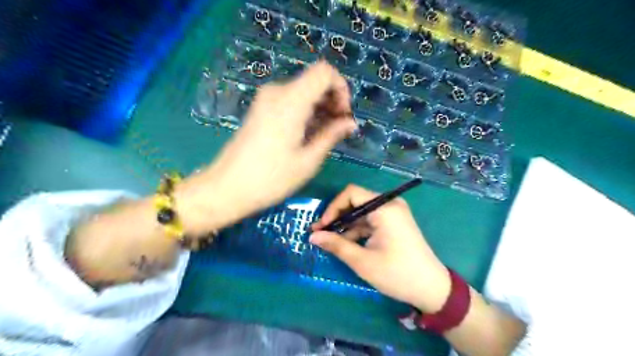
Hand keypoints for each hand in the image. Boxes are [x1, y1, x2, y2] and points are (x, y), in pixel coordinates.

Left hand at [175, 61, 355, 233]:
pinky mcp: (261, 109)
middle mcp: (277, 92)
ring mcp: (266, 99)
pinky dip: (306, 111)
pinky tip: (309, 134)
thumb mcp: (308, 160)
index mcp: (291, 101)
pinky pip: (291, 100)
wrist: (227, 188)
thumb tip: (350, 123)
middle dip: (332, 100)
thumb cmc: (271, 179)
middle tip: (339, 129)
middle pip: (315, 81)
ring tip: (326, 135)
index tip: (344, 114)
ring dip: (320, 108)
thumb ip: (331, 135)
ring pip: (304, 91)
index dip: (341, 88)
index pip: (324, 72)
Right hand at [312, 185, 450, 312]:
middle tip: (320, 234)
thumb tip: (313, 236)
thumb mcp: (362, 261)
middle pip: (356, 201)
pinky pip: (370, 221)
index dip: (333, 207)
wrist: (431, 289)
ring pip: (361, 212)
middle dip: (337, 217)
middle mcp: (389, 205)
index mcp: (384, 208)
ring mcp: (393, 214)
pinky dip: (357, 230)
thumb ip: (336, 245)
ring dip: (345, 225)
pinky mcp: (394, 223)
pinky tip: (345, 243)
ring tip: (329, 241)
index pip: (351, 193)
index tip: (322, 227)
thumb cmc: (397, 274)